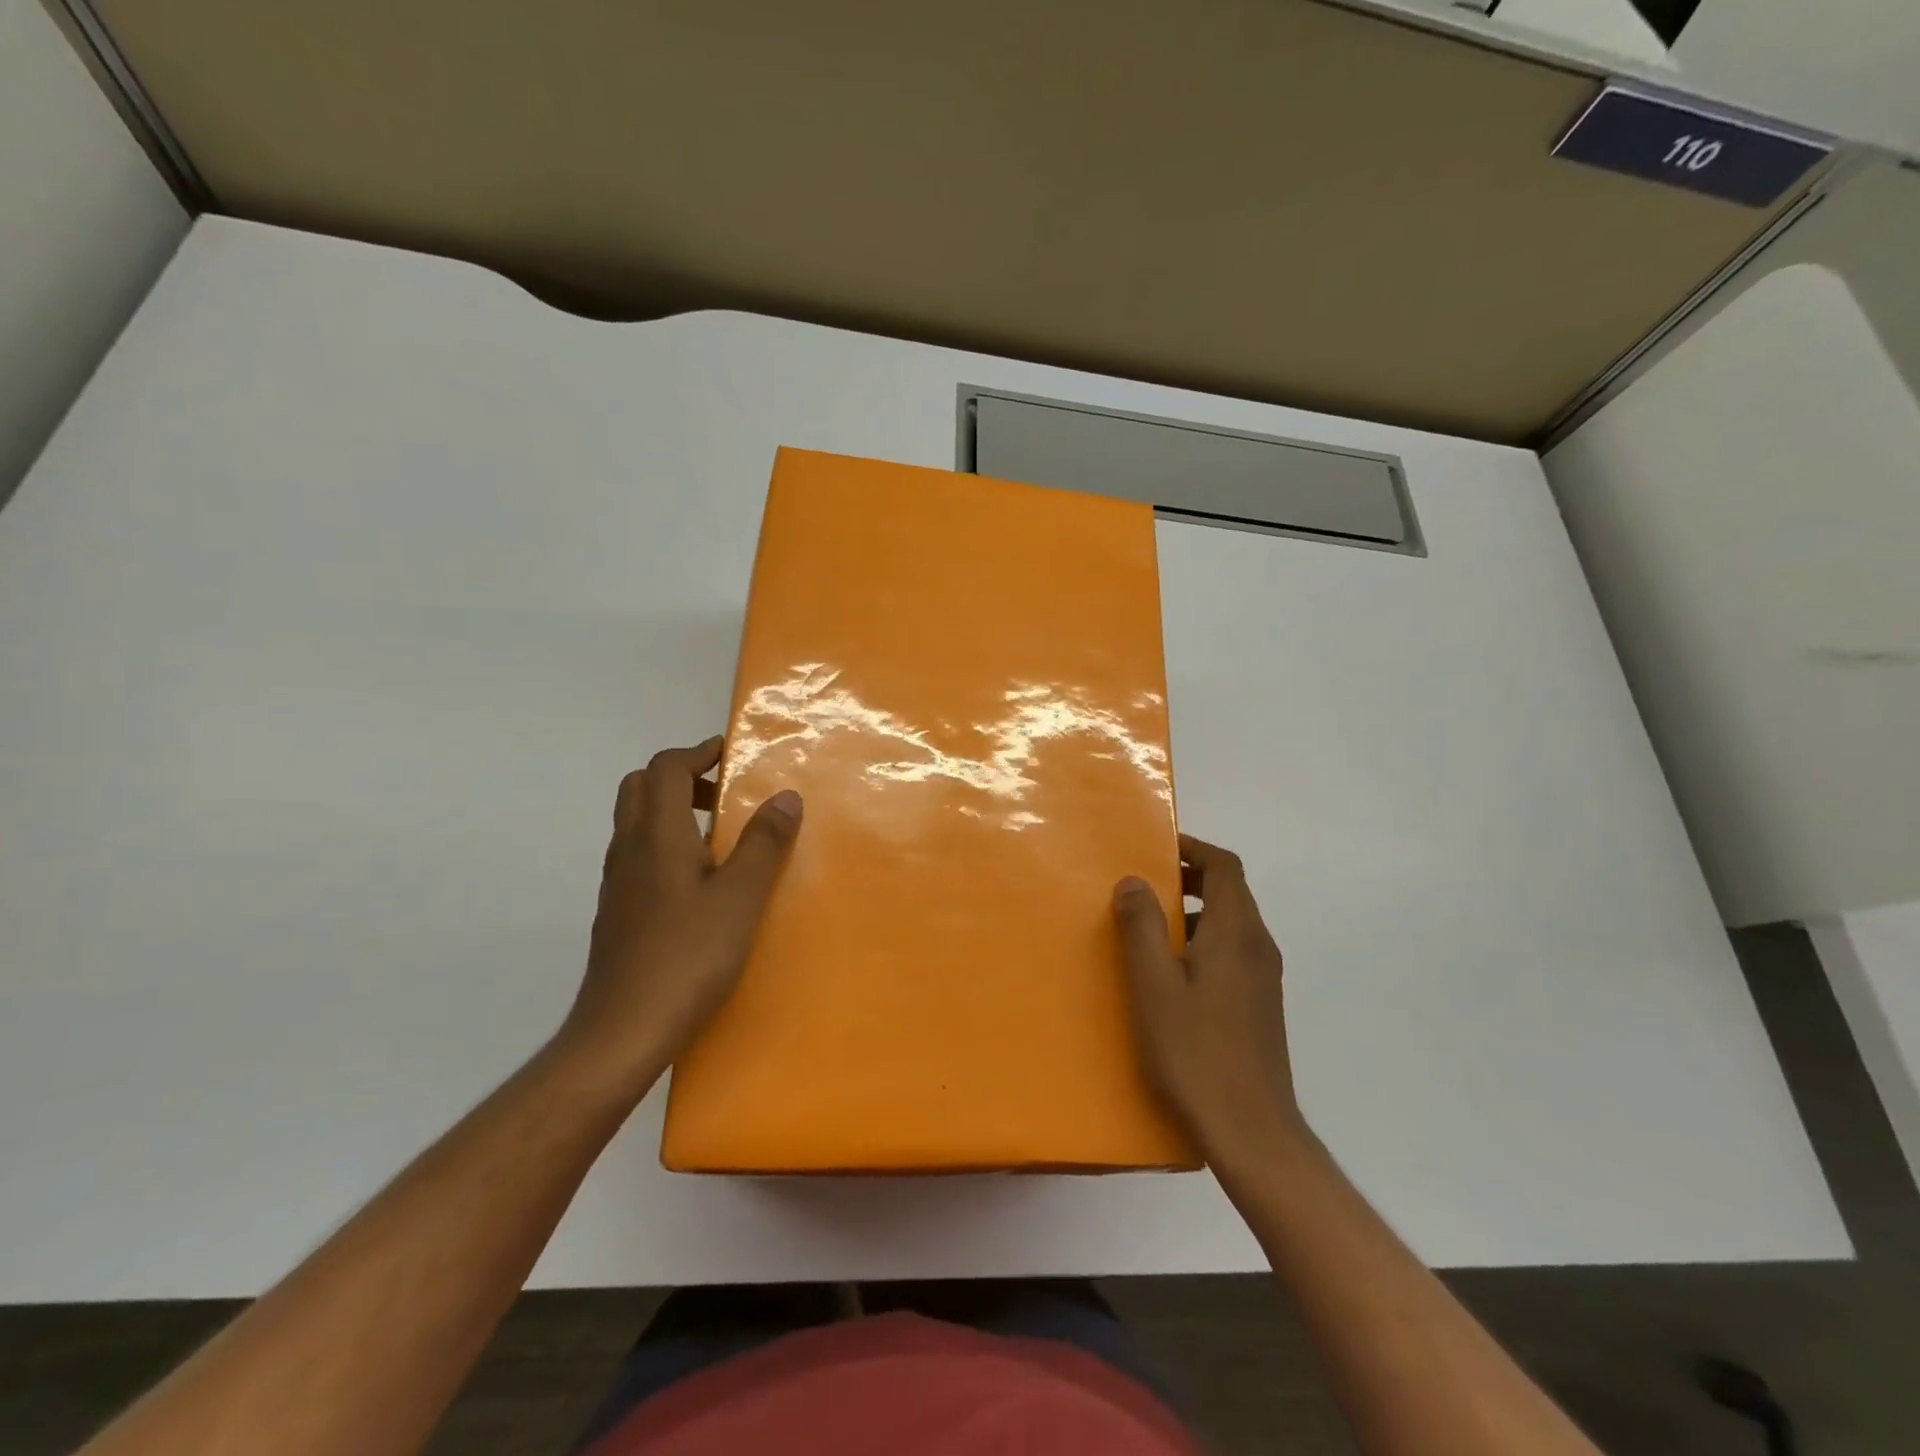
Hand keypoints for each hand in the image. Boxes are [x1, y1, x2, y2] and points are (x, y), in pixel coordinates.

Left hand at [556, 737, 801, 1094]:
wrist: (623, 1031)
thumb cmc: (688, 957)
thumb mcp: (741, 898)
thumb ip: (763, 843)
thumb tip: (785, 795)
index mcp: (656, 835)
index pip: (665, 768)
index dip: (698, 753)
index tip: (731, 755)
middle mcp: (628, 849)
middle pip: (641, 787)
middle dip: (681, 777)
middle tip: (722, 794)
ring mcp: (618, 882)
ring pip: (636, 822)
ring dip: (672, 810)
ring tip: (720, 835)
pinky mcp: (618, 911)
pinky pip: (638, 854)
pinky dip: (666, 843)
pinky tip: (700, 881)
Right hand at [1113, 835, 1304, 1162]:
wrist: (1251, 1131)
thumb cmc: (1195, 1052)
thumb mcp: (1154, 985)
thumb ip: (1142, 926)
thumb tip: (1134, 880)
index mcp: (1237, 932)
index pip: (1225, 866)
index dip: (1193, 849)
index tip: (1156, 848)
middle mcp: (1259, 946)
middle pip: (1230, 891)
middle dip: (1189, 879)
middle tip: (1144, 886)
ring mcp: (1265, 978)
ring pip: (1231, 923)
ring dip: (1194, 912)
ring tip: (1149, 928)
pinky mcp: (1261, 1005)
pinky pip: (1233, 952)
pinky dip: (1203, 942)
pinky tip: (1171, 975)